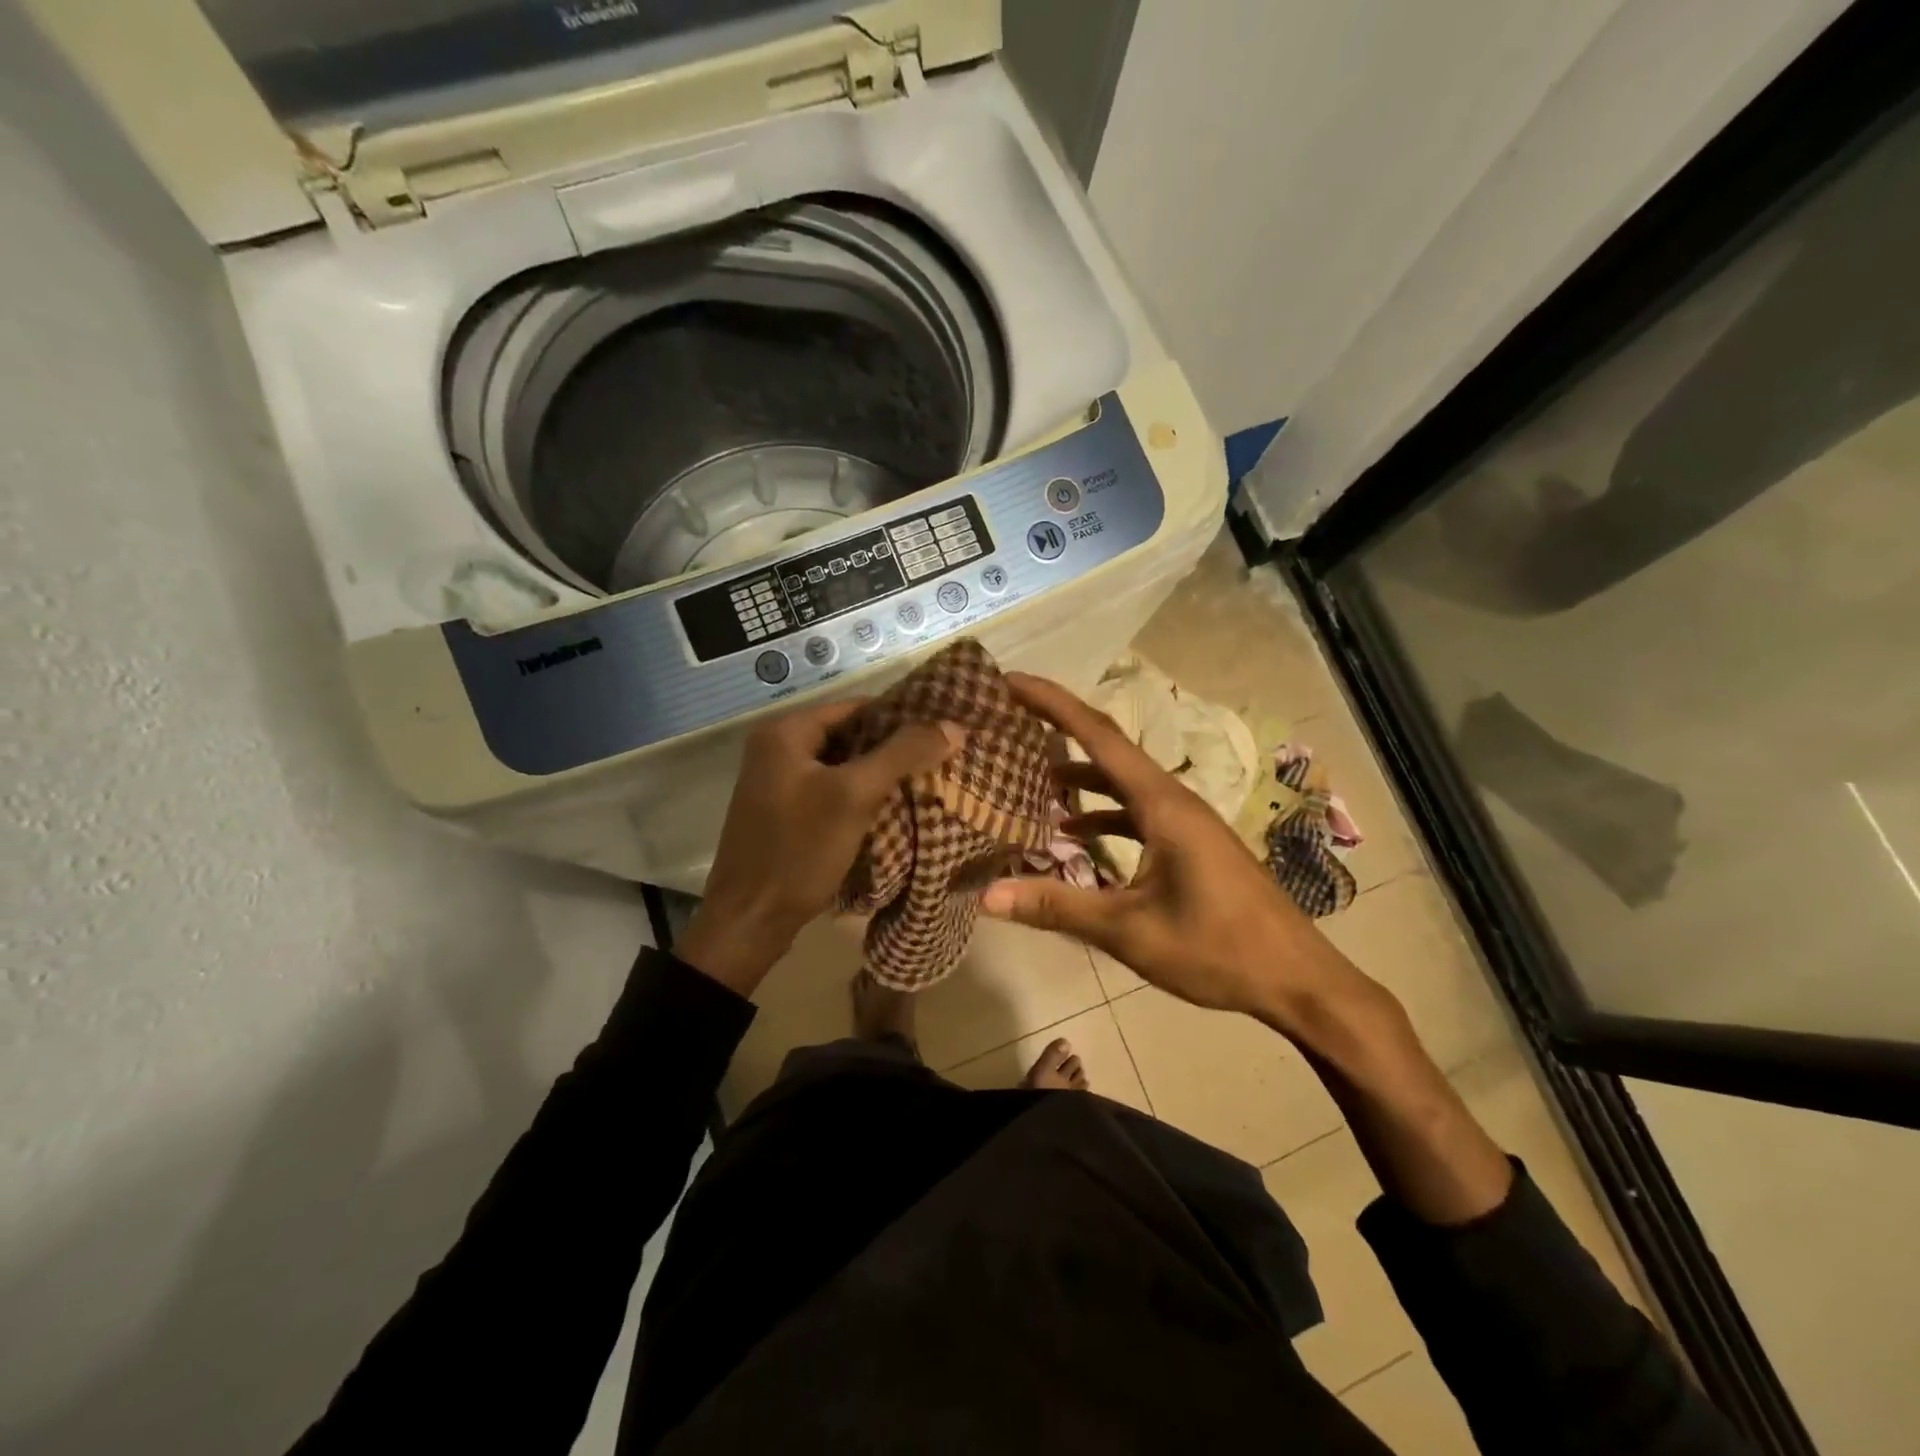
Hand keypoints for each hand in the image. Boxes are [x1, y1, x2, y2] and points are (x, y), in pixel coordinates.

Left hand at [678, 699, 961, 993]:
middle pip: (851, 735)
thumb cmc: (799, 850)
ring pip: (844, 765)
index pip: (857, 707)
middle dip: (894, 747)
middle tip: (944, 757)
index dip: (902, 717)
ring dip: (881, 773)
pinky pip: (833, 791)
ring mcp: (779, 782)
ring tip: (931, 779)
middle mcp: (777, 747)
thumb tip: (954, 726)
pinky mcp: (786, 812)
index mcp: (785, 731)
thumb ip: (903, 755)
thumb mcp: (854, 796)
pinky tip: (897, 808)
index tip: (943, 731)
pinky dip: (863, 796)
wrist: (750, 921)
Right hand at [980, 673, 1363, 1029]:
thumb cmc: (1217, 949)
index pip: (1097, 735)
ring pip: (1121, 781)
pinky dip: (1101, 813)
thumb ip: (1058, 907)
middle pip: (1106, 748)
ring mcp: (1184, 820)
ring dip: (1078, 775)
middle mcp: (1172, 798)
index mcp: (1161, 803)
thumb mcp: (1130, 931)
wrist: (1296, 980)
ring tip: (1026, 777)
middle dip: (1058, 727)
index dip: (1051, 703)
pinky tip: (1073, 835)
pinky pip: (1135, 811)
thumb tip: (987, 896)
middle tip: (1008, 717)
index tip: (1009, 681)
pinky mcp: (1189, 843)